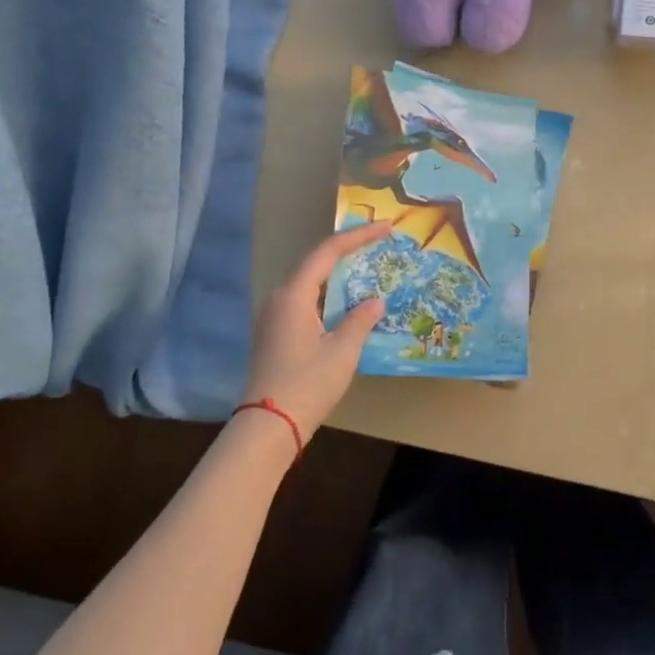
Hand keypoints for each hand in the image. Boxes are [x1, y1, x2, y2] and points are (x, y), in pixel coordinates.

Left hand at [243, 223, 389, 438]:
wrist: (268, 426)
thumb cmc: (308, 383)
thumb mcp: (343, 350)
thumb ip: (360, 320)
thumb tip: (375, 301)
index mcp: (294, 295)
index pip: (328, 252)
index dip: (357, 236)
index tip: (385, 227)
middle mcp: (280, 299)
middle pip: (316, 264)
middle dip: (348, 251)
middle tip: (378, 244)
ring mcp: (274, 318)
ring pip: (310, 284)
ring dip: (338, 275)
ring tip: (367, 270)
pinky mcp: (276, 335)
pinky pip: (306, 302)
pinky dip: (329, 296)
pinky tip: (347, 305)